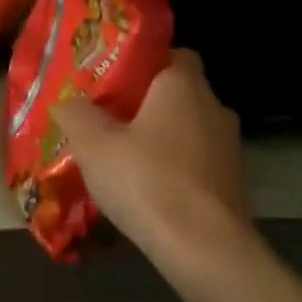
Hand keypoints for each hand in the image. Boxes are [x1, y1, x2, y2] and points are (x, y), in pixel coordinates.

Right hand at [54, 49, 248, 256]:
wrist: (205, 249)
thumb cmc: (147, 180)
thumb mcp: (93, 144)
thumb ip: (76, 113)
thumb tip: (69, 101)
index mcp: (183, 85)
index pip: (172, 53)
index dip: (143, 62)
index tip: (113, 79)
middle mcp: (213, 107)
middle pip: (178, 93)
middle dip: (146, 104)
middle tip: (108, 118)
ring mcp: (228, 148)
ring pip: (187, 130)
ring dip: (160, 139)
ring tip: (122, 158)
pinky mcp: (232, 184)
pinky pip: (195, 163)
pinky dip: (174, 169)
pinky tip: (146, 190)